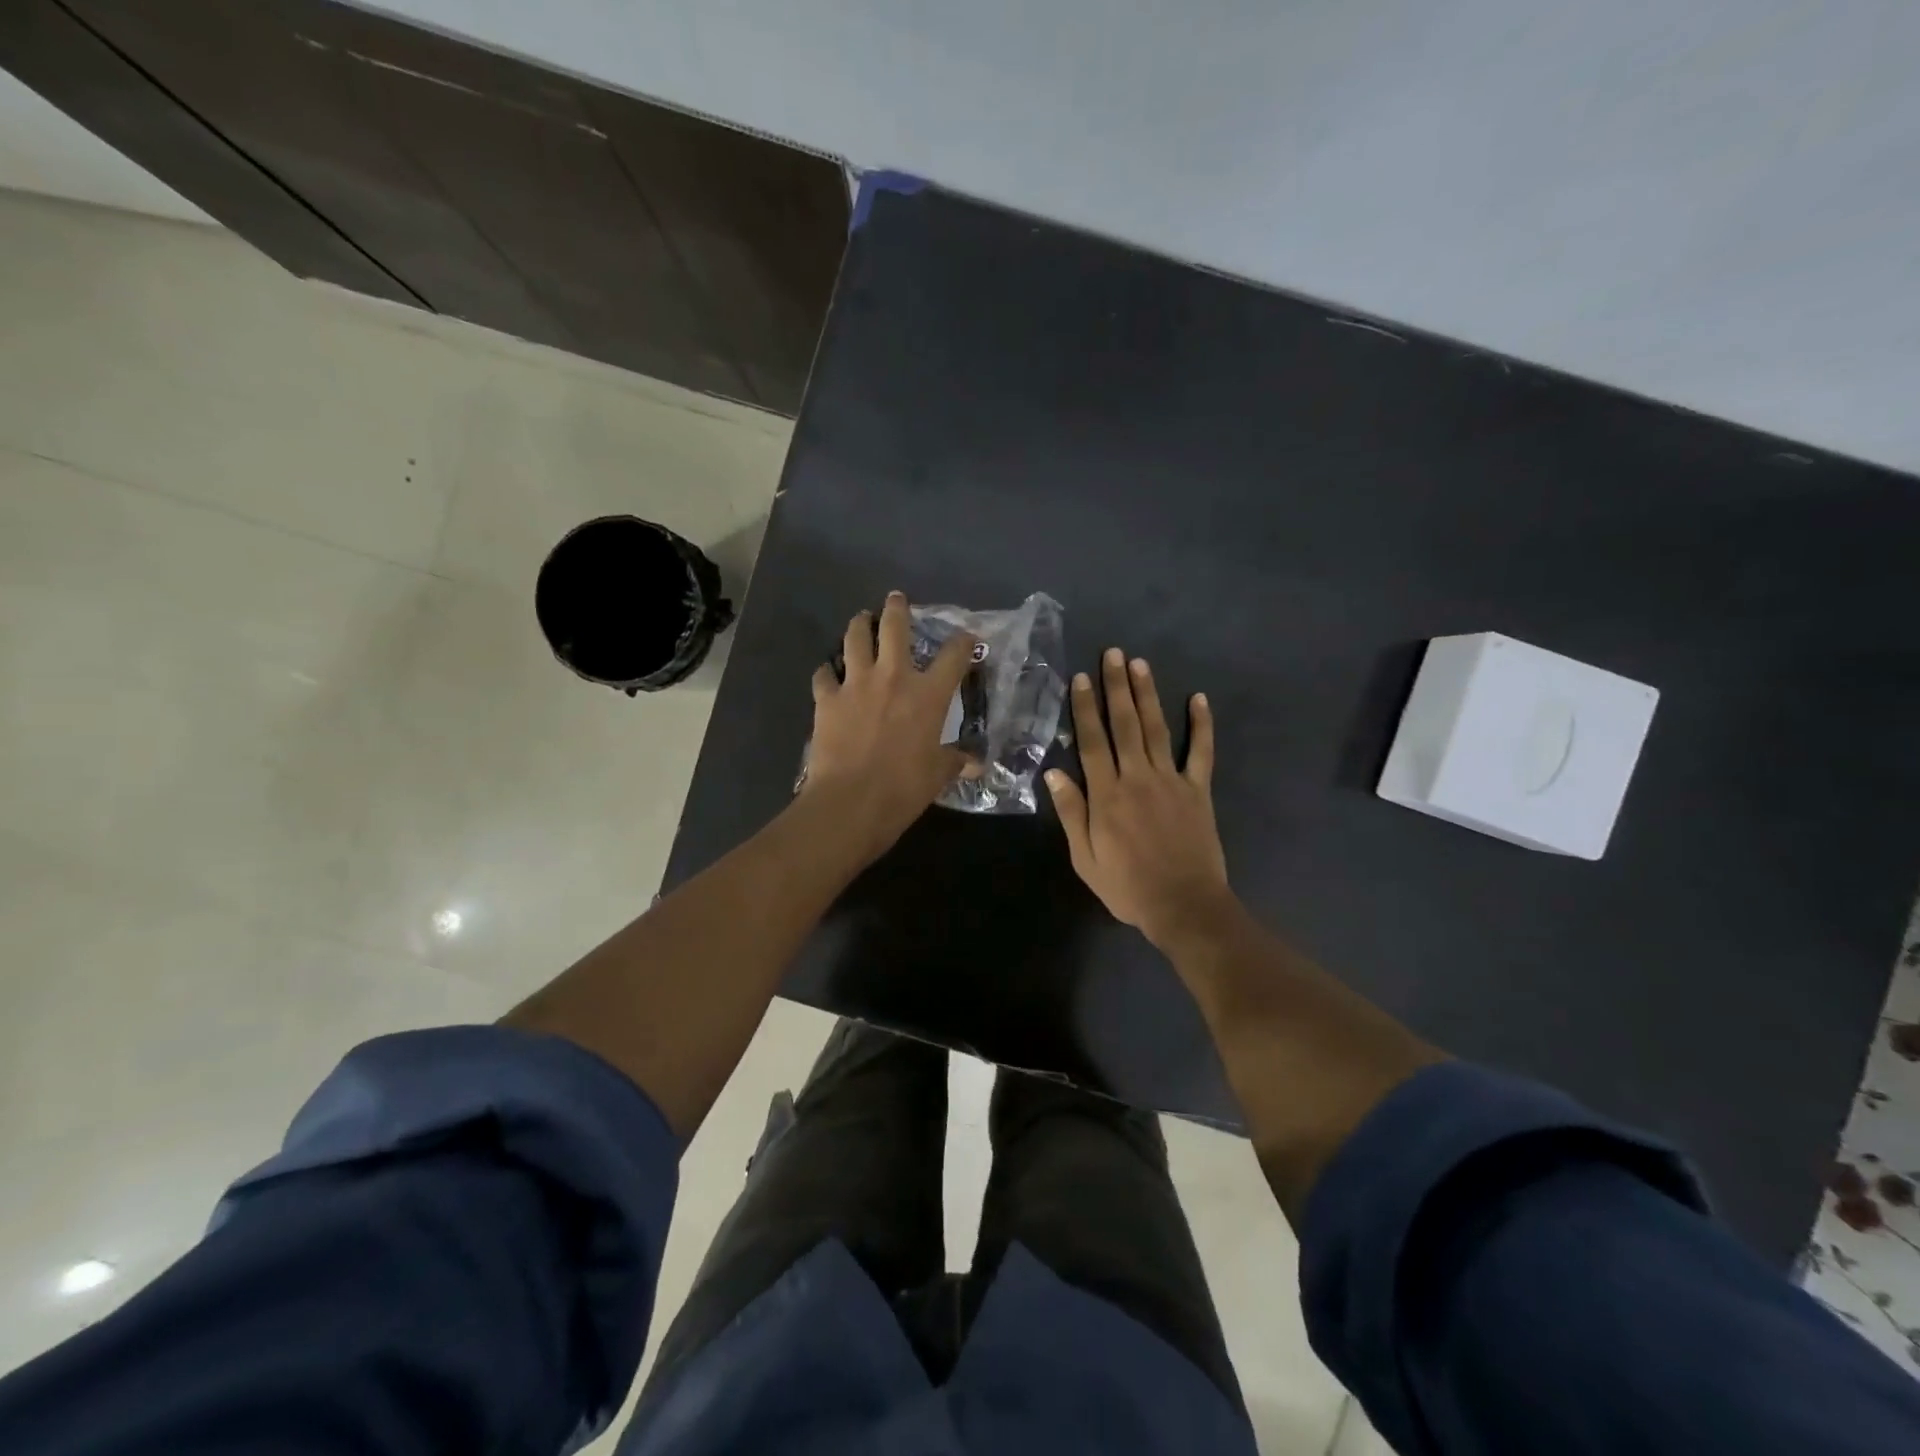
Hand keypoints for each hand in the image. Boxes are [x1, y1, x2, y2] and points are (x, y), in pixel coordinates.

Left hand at [803, 592, 974, 862]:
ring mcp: (856, 684)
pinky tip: (828, 673)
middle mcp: (893, 677)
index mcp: (928, 694)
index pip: (954, 655)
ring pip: (854, 638)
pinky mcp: (826, 699)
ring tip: (860, 619)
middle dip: (897, 609)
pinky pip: (823, 674)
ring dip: (858, 625)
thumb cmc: (903, 788)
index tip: (968, 637)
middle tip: (896, 599)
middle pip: (895, 627)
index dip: (964, 642)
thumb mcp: (937, 775)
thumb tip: (975, 764)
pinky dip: (827, 671)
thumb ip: (955, 762)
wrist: (851, 801)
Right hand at [1047, 648, 1232, 948]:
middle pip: (1124, 725)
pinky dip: (1202, 725)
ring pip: (1157, 729)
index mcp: (1107, 795)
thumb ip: (1072, 814)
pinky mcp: (1198, 791)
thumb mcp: (1085, 858)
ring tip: (1140, 664)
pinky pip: (1202, 752)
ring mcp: (1171, 781)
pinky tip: (1198, 699)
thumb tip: (1053, 773)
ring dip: (1147, 695)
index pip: (1092, 742)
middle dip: (1117, 687)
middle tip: (1113, 654)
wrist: (1184, 905)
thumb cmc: (1128, 887)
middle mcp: (1137, 778)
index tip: (1081, 678)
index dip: (1086, 708)